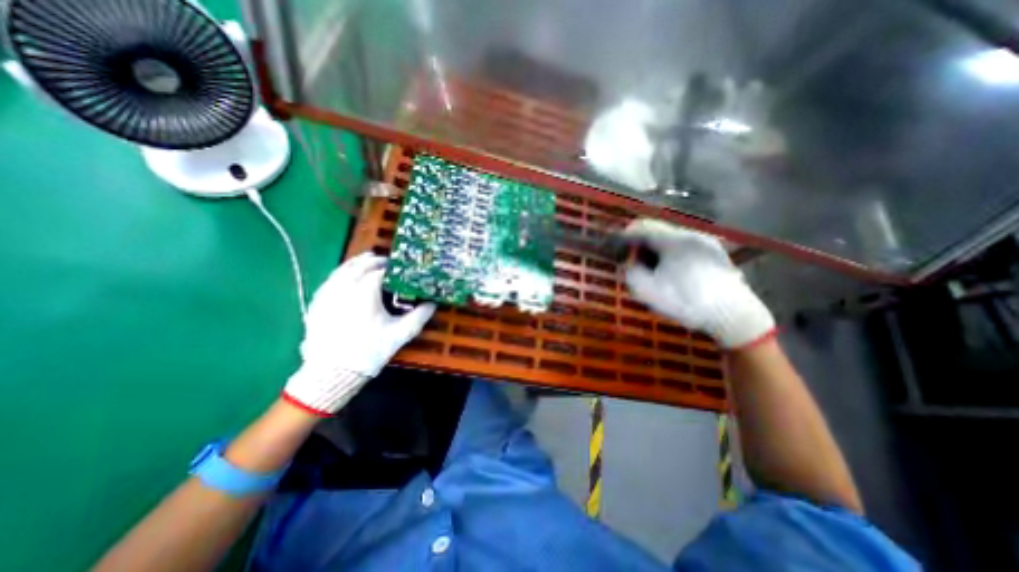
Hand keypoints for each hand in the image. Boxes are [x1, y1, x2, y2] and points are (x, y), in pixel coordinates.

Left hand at [278, 254, 435, 414]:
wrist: (331, 373)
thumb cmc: (369, 351)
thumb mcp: (400, 334)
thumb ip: (420, 316)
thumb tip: (433, 303)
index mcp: (365, 291)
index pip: (381, 270)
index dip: (393, 267)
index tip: (402, 269)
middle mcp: (344, 286)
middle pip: (361, 264)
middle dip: (376, 261)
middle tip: (388, 264)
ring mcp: (327, 293)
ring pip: (343, 269)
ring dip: (358, 263)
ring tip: (369, 262)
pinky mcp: (317, 302)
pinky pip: (331, 279)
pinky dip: (343, 273)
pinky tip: (348, 276)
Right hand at [621, 218, 772, 348]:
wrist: (734, 315)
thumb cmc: (687, 301)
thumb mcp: (648, 291)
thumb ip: (631, 273)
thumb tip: (629, 264)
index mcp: (674, 239)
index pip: (642, 226)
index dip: (625, 236)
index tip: (618, 251)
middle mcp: (691, 234)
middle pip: (657, 231)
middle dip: (641, 246)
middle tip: (635, 265)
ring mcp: (706, 243)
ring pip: (671, 240)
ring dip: (656, 251)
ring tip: (653, 272)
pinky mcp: (715, 254)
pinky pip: (684, 248)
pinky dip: (671, 256)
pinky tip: (673, 275)